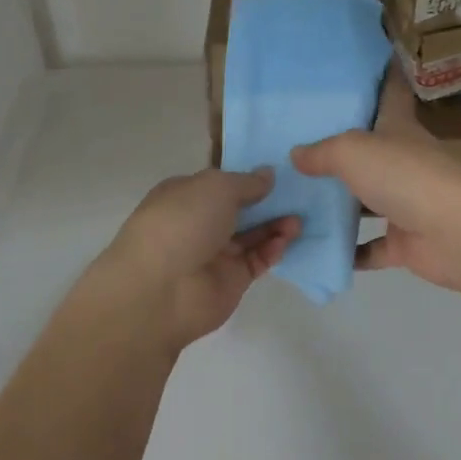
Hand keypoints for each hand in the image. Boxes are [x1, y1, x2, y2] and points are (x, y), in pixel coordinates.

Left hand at [83, 168, 299, 353]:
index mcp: (186, 194)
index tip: (279, 169)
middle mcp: (199, 222)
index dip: (247, 175)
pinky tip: (287, 240)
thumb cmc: (182, 223)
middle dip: (268, 200)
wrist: (161, 290)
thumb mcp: (216, 187)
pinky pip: (258, 260)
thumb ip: (246, 181)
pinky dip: (273, 249)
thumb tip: (267, 175)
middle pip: (240, 208)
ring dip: (276, 224)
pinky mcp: (231, 280)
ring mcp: (215, 252)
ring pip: (253, 234)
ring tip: (299, 219)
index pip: (220, 181)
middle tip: (299, 193)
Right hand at [292, 72, 460, 295]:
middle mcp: (404, 162)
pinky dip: (350, 251)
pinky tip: (317, 249)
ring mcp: (407, 203)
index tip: (364, 60)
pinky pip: (372, 247)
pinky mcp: (407, 242)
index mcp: (398, 127)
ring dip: (341, 203)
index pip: (391, 91)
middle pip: (372, 149)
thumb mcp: (352, 150)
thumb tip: (295, 154)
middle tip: (299, 143)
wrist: (458, 233)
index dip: (382, 73)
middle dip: (341, 147)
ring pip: (368, 201)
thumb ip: (321, 151)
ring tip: (297, 199)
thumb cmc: (405, 175)